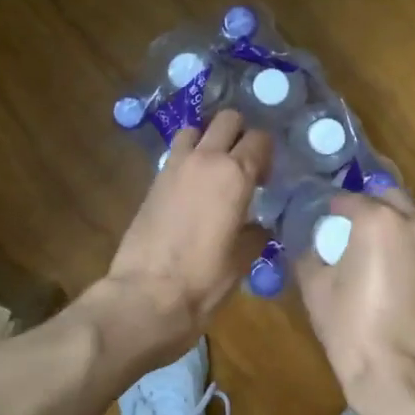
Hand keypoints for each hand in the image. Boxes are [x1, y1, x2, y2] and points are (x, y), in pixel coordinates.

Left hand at [93, 109, 271, 362]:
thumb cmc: (203, 280)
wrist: (146, 295)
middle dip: (240, 133)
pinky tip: (193, 184)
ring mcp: (175, 166)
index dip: (267, 154)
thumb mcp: (242, 259)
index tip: (267, 178)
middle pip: (228, 120)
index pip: (260, 140)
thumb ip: (255, 232)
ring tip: (215, 167)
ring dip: (208, 139)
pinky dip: (188, 157)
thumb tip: (258, 224)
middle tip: (245, 163)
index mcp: (235, 174)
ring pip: (196, 129)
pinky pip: (176, 152)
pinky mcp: (153, 180)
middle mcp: (205, 159)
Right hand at [296, 188, 414, 414]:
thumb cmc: (351, 326)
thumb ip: (311, 251)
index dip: (327, 208)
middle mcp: (414, 222)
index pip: (346, 198)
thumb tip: (313, 244)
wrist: (401, 375)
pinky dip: (400, 247)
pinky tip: (382, 271)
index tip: (316, 221)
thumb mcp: (314, 285)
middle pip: (385, 196)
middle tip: (341, 228)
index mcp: (379, 219)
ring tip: (362, 250)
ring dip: (386, 225)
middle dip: (364, 206)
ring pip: (406, 219)